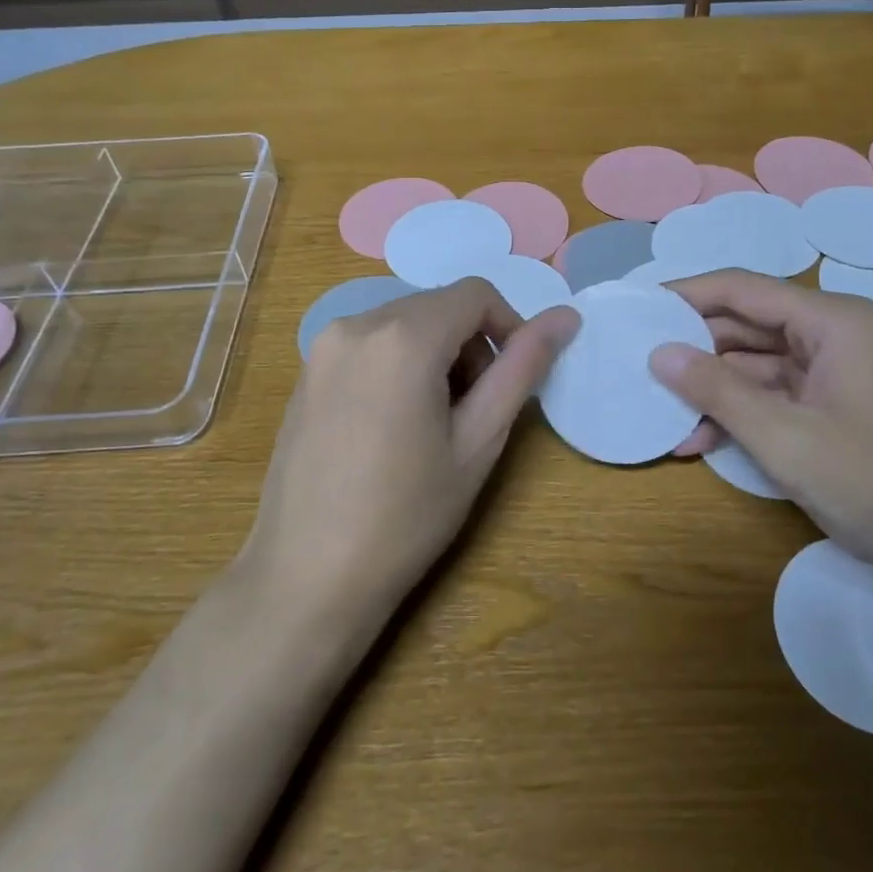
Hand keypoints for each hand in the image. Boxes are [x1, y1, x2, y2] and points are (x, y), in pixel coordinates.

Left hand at [243, 279, 579, 619]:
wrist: (307, 578)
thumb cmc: (406, 516)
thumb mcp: (478, 442)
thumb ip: (522, 368)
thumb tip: (566, 317)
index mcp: (403, 336)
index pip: (475, 294)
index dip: (508, 326)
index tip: (514, 379)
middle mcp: (356, 324)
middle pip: (438, 307)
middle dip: (470, 345)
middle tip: (476, 411)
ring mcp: (323, 347)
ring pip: (404, 324)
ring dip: (436, 355)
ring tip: (435, 423)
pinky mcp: (306, 372)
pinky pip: (370, 344)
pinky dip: (399, 364)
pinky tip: (393, 426)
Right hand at [649, 270, 872, 588]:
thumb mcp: (786, 439)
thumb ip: (717, 391)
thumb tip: (659, 354)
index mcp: (833, 321)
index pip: (742, 289)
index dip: (686, 294)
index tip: (637, 308)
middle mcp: (836, 333)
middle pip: (748, 324)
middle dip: (695, 349)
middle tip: (639, 365)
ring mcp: (839, 370)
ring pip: (758, 363)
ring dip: (713, 389)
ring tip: (662, 413)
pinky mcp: (839, 404)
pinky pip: (778, 394)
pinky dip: (742, 412)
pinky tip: (701, 440)